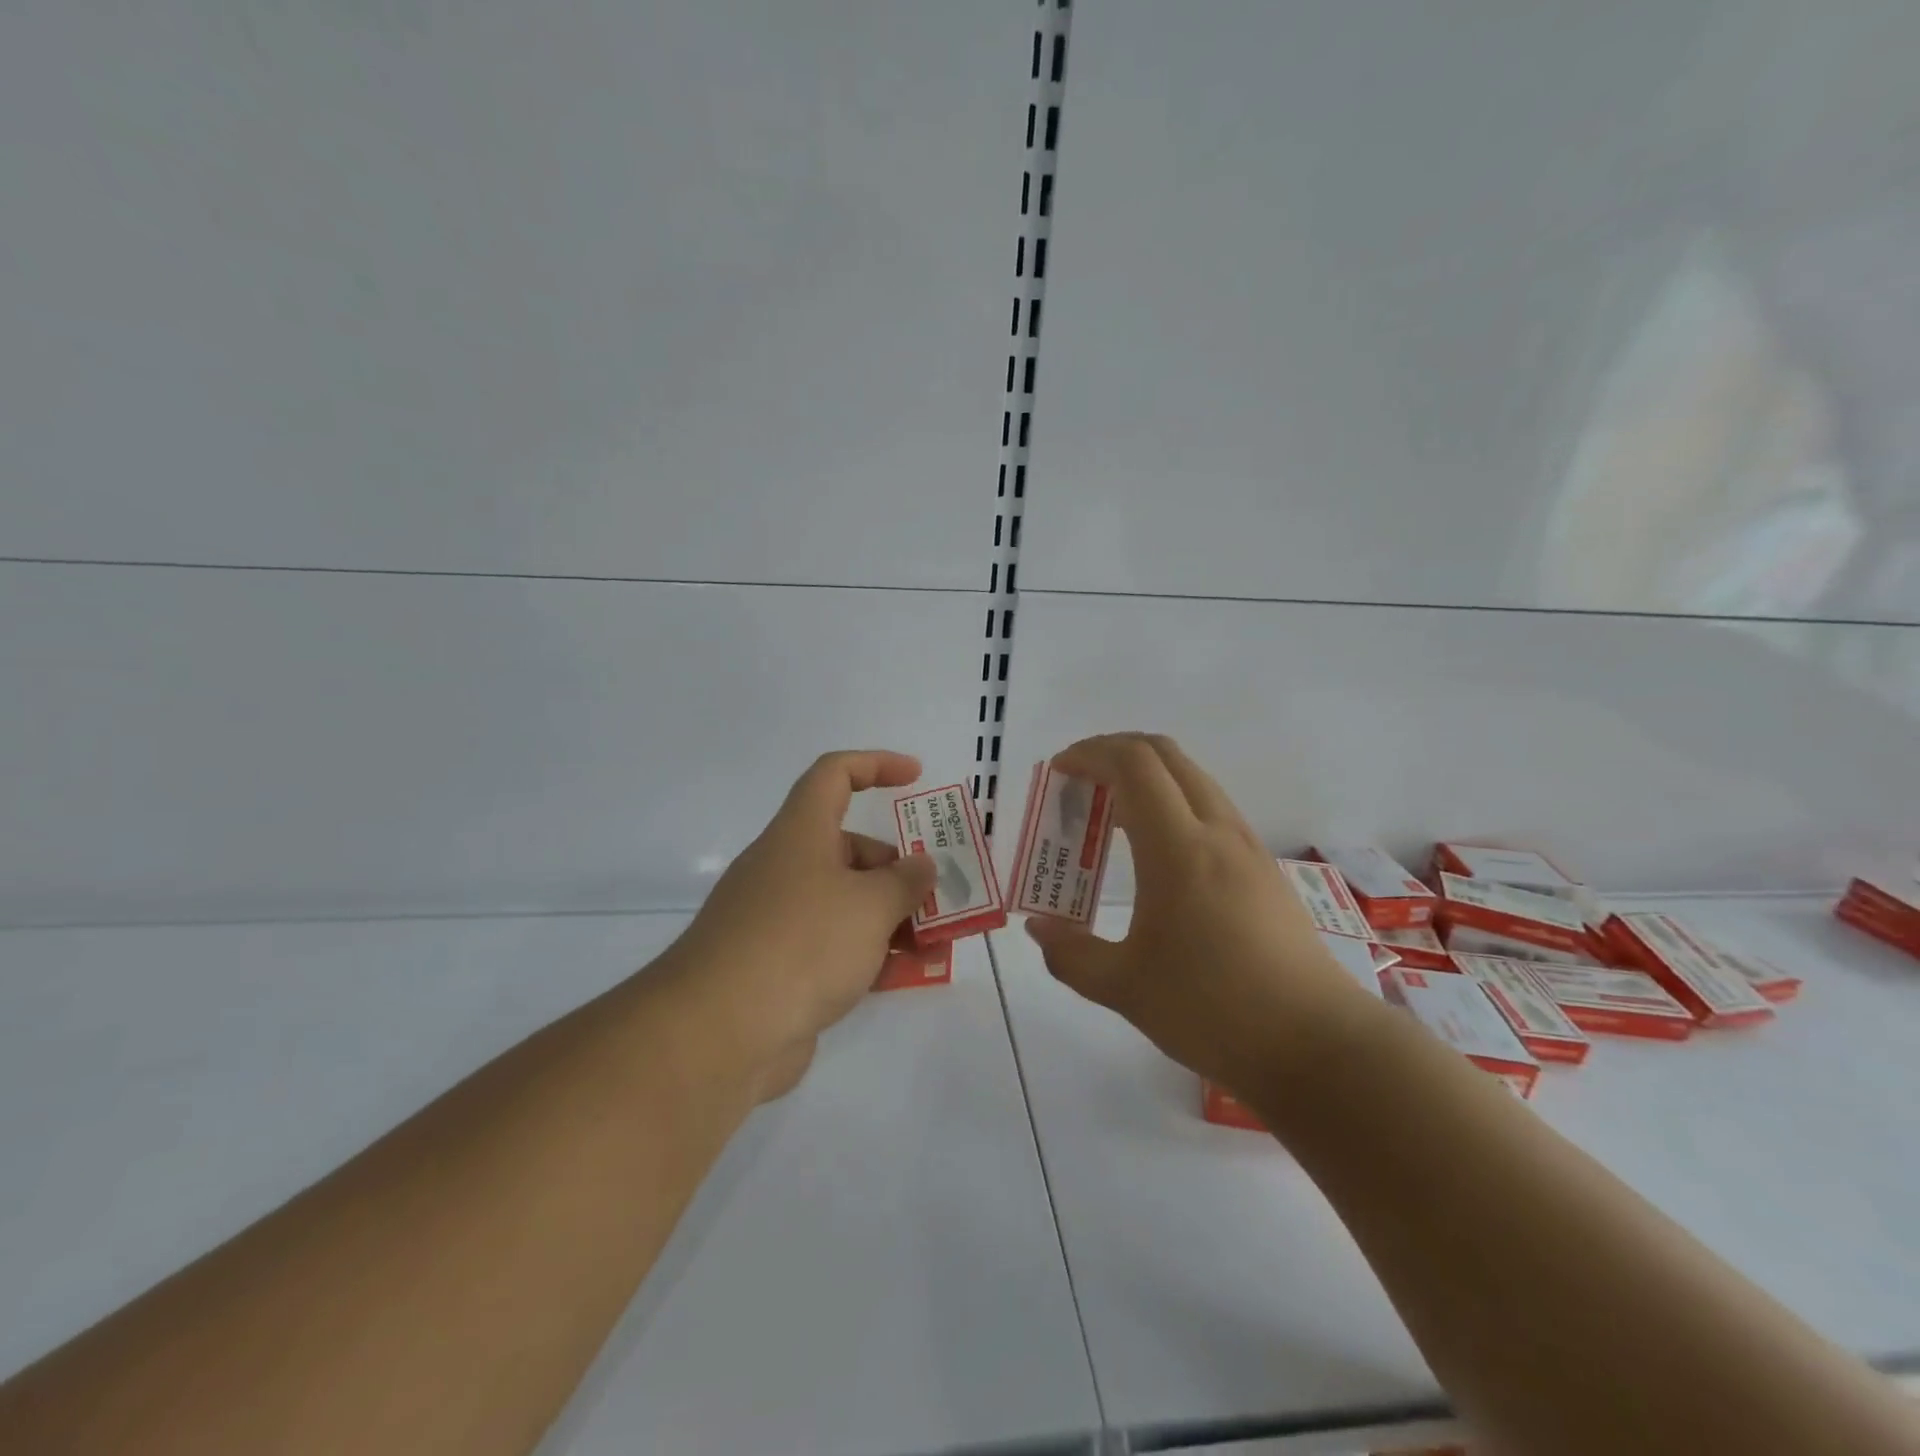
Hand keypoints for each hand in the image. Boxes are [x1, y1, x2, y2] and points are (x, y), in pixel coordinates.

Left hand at [667, 750, 936, 1099]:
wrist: (718, 1034)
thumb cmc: (802, 944)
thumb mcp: (871, 905)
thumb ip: (906, 881)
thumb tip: (921, 866)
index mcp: (801, 834)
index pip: (834, 775)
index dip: (876, 764)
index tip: (916, 776)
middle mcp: (786, 868)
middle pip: (850, 850)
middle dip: (899, 870)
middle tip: (938, 898)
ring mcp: (778, 920)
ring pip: (846, 903)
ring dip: (893, 918)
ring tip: (937, 945)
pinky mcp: (777, 967)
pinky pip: (833, 946)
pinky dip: (870, 954)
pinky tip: (905, 976)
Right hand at [1023, 734, 1376, 1093]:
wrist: (1316, 1045)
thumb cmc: (1212, 1010)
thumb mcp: (1123, 988)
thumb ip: (1070, 954)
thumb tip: (1039, 929)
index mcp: (1178, 848)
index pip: (1133, 764)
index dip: (1090, 753)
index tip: (1059, 773)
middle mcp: (1216, 831)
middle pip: (1165, 754)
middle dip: (1115, 752)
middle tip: (1080, 782)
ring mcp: (1247, 846)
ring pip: (1193, 778)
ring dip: (1147, 777)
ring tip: (1111, 817)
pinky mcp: (1264, 868)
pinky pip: (1211, 807)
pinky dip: (1172, 803)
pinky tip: (1155, 852)